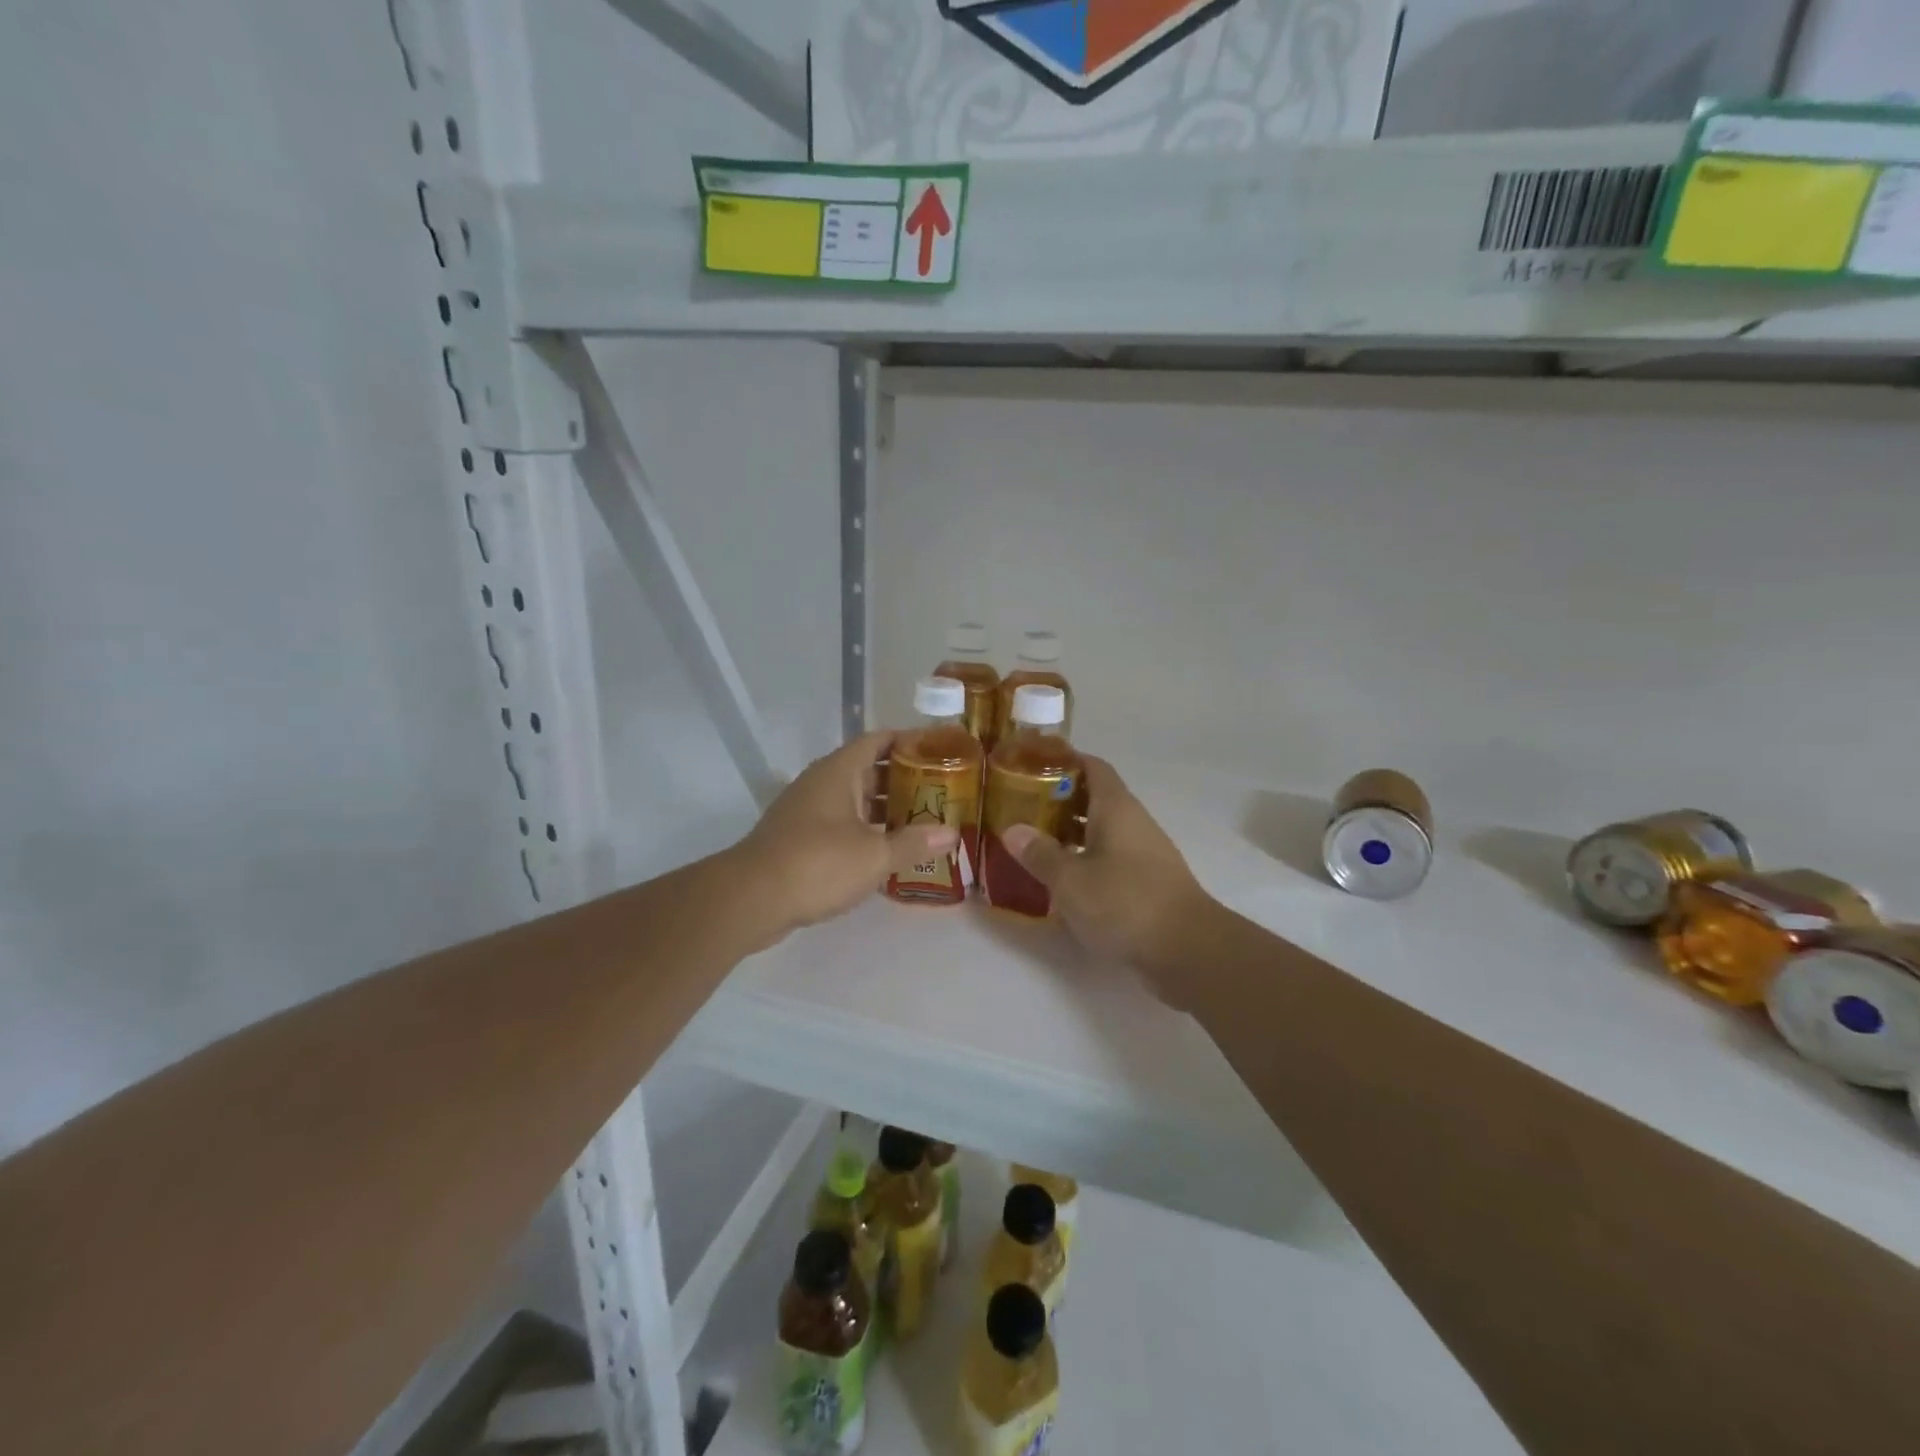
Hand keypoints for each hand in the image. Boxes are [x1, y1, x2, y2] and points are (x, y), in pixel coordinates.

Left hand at [734, 730, 958, 941]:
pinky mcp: (797, 838)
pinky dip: (863, 830)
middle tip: (938, 791)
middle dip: (902, 779)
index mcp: (839, 772)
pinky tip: (884, 851)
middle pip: (867, 770)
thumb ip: (914, 842)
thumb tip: (952, 833)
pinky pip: (838, 823)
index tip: (938, 750)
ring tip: (919, 822)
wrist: (751, 898)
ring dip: (883, 808)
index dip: (908, 741)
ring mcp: (805, 810)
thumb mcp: (874, 855)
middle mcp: (821, 783)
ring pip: (852, 799)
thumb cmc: (818, 864)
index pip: (878, 740)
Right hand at [1001, 757, 1216, 1000]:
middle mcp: (1133, 823)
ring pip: (1103, 831)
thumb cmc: (1125, 903)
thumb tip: (1012, 830)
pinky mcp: (1148, 883)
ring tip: (1034, 842)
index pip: (1092, 767)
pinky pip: (1111, 859)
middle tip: (1022, 807)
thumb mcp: (1071, 880)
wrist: (1189, 951)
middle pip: (1095, 799)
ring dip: (1071, 833)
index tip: (1032, 763)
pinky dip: (1086, 860)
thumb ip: (1040, 854)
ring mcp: (1145, 854)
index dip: (1065, 760)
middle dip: (1059, 800)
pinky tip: (1063, 879)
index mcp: (1116, 808)